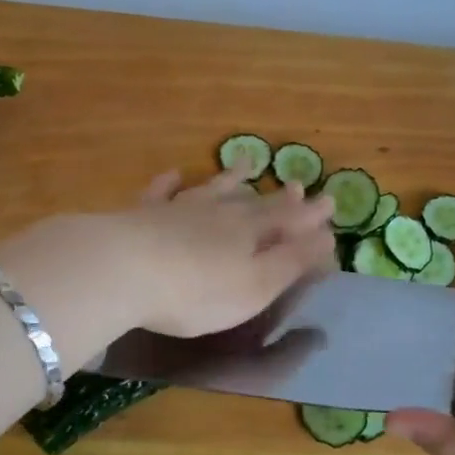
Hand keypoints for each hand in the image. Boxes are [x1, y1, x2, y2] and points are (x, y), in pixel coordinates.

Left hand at [114, 169, 334, 338]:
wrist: (123, 269)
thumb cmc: (197, 291)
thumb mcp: (256, 286)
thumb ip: (291, 262)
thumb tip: (327, 238)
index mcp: (248, 234)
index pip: (287, 220)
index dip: (309, 214)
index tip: (330, 200)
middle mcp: (217, 214)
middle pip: (254, 203)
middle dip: (279, 198)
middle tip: (297, 185)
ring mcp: (178, 209)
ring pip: (211, 189)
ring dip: (231, 178)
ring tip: (247, 163)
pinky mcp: (142, 214)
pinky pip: (160, 192)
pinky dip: (169, 183)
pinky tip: (173, 174)